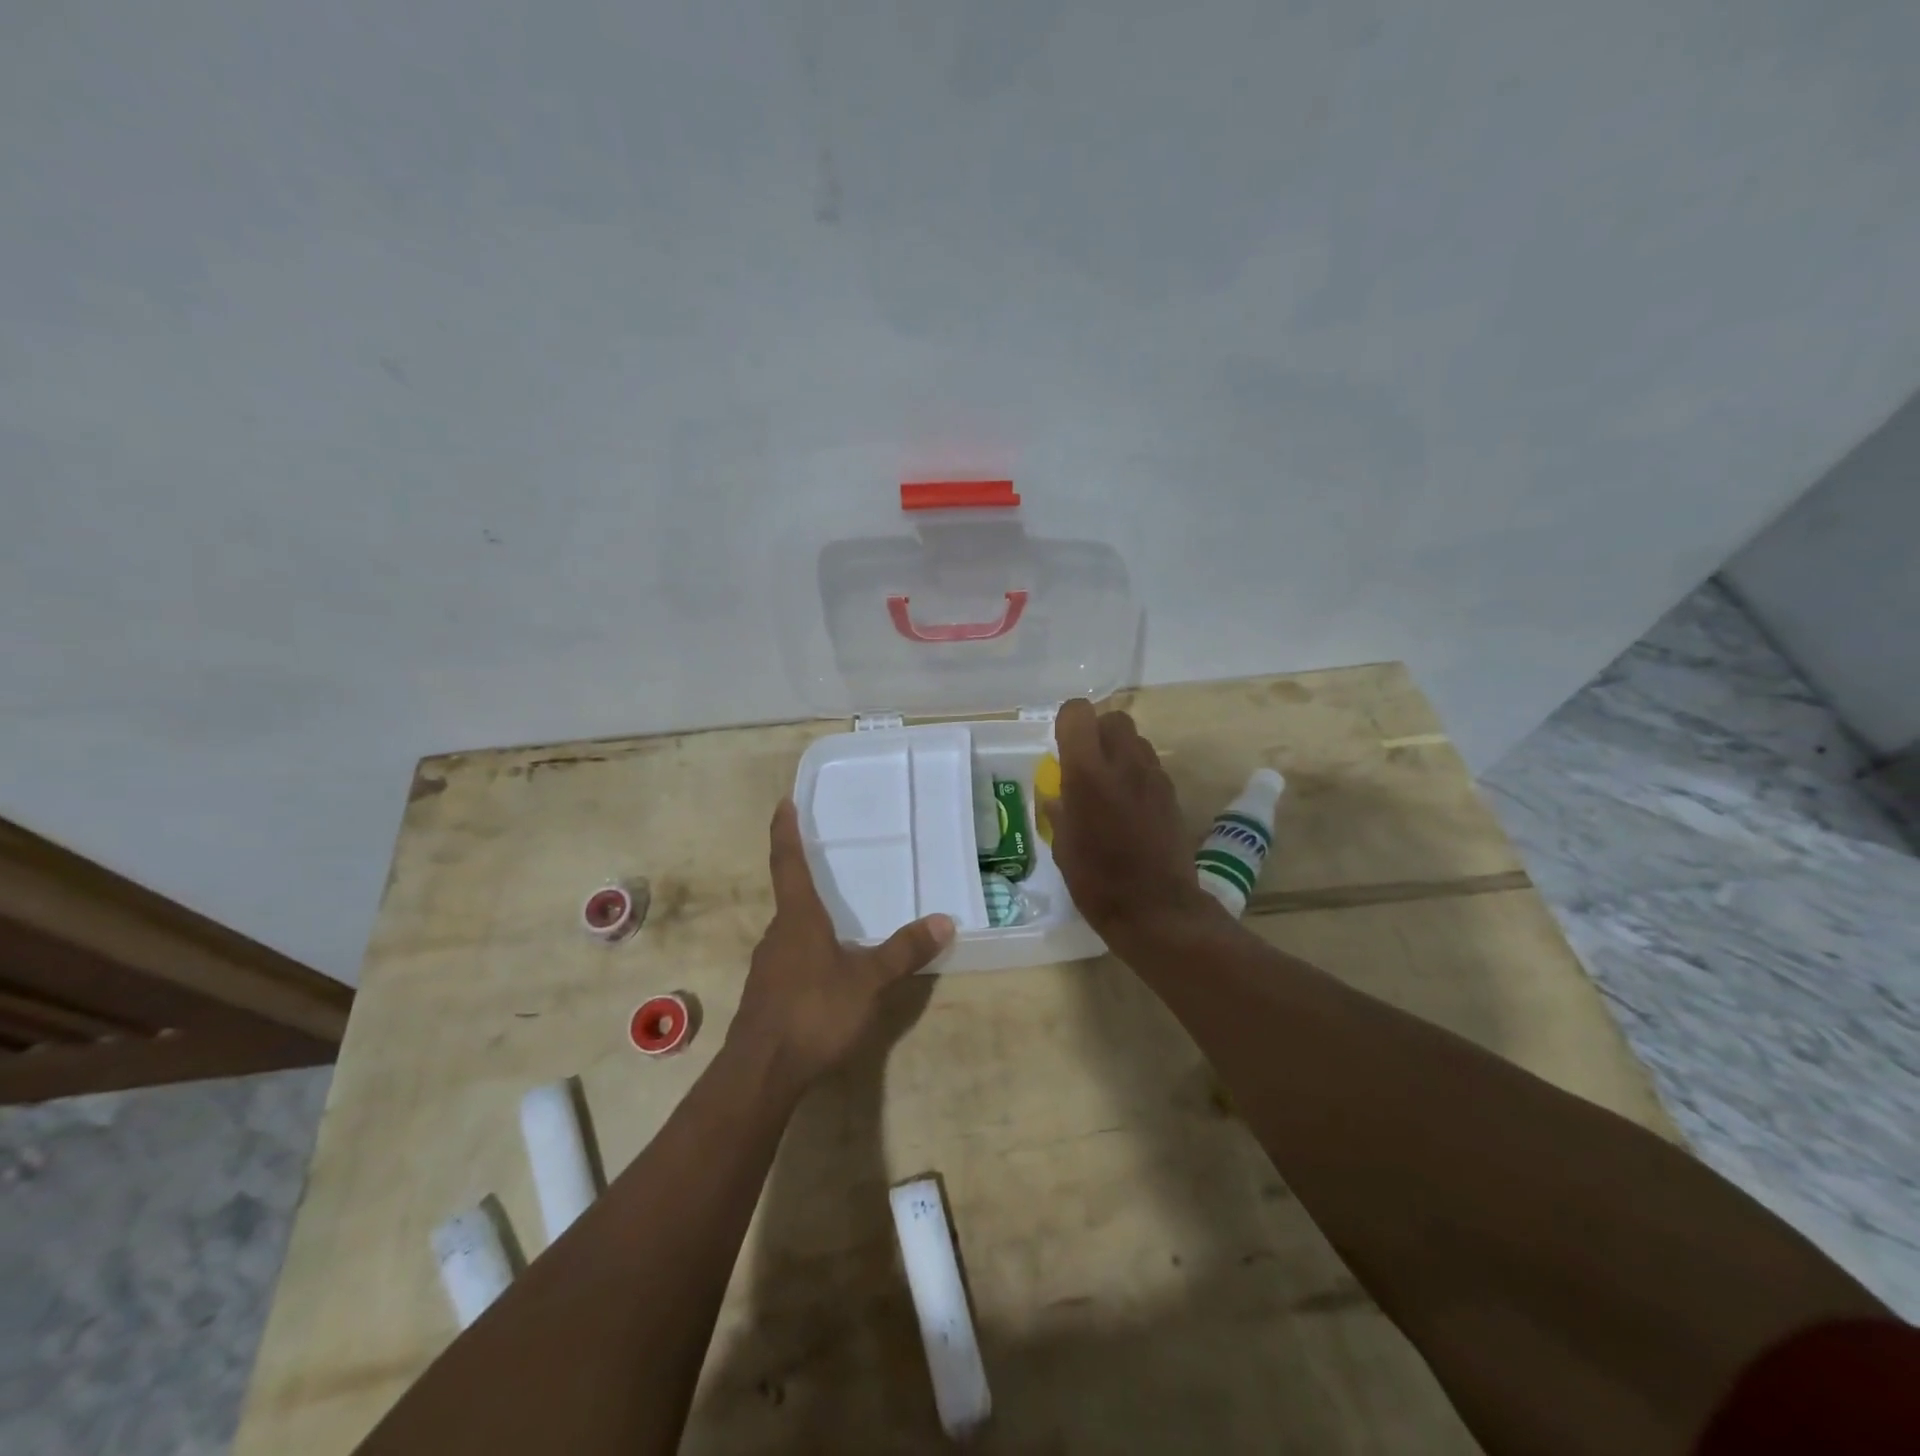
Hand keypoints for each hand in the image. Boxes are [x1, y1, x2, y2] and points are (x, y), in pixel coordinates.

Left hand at [727, 799, 954, 1094]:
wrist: (761, 1072)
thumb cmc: (814, 1013)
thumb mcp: (868, 981)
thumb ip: (904, 951)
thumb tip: (943, 920)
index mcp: (798, 918)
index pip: (788, 863)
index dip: (785, 831)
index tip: (783, 802)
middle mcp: (778, 933)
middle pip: (791, 897)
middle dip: (807, 878)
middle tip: (831, 864)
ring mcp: (768, 965)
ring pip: (792, 930)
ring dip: (810, 919)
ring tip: (840, 919)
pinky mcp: (767, 992)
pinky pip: (791, 957)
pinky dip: (809, 950)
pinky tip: (829, 969)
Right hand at [1042, 699, 1221, 943]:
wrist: (1156, 909)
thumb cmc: (1097, 881)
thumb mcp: (1063, 847)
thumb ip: (1059, 811)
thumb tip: (1057, 796)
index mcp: (1086, 773)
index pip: (1078, 713)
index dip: (1068, 722)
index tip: (1062, 746)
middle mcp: (1123, 764)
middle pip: (1114, 718)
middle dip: (1098, 731)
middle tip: (1087, 762)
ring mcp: (1153, 777)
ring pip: (1137, 739)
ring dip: (1120, 751)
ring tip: (1110, 783)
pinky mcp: (1172, 794)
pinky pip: (1151, 766)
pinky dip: (1137, 773)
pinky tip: (1130, 804)